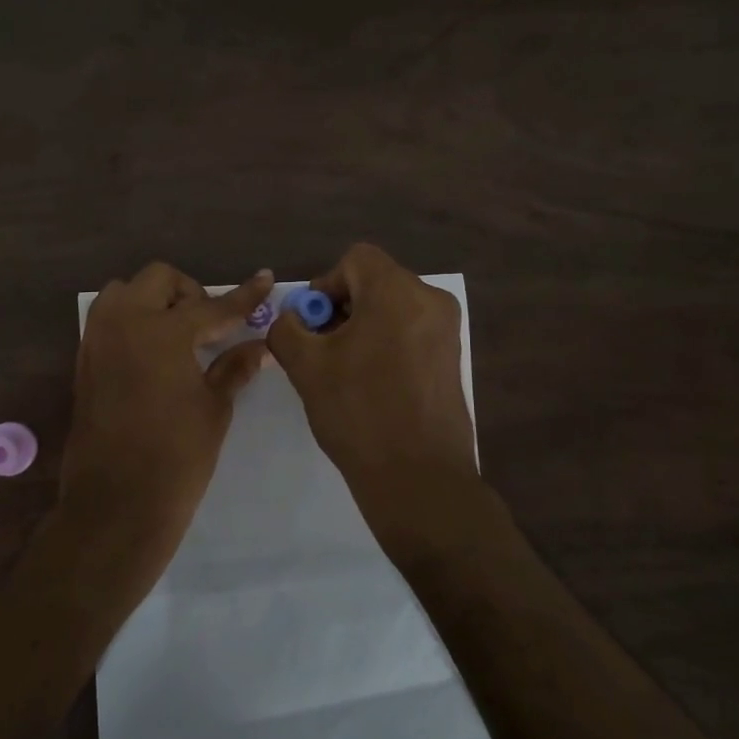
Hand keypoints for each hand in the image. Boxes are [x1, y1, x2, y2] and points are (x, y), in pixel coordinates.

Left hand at [60, 263, 273, 576]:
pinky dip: (132, 322)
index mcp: (162, 331)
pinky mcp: (84, 361)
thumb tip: (261, 345)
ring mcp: (97, 340)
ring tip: (178, 336)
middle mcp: (123, 323)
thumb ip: (234, 367)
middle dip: (189, 293)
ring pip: (124, 293)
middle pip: (158, 279)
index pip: (212, 305)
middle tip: (210, 325)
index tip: (265, 278)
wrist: (116, 503)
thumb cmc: (176, 457)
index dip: (243, 295)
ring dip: (153, 301)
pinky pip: (107, 320)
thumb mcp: (214, 408)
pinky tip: (154, 354)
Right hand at [265, 243, 477, 504]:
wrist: (418, 478)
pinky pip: (410, 333)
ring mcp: (447, 331)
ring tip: (342, 371)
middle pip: (374, 282)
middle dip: (341, 309)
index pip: (355, 260)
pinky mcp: (451, 359)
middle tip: (320, 350)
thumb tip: (291, 320)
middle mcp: (430, 301)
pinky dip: (385, 344)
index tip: (312, 326)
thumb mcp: (306, 367)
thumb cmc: (359, 413)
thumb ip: (287, 329)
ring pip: (392, 309)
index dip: (324, 286)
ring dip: (361, 328)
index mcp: (397, 291)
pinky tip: (371, 385)